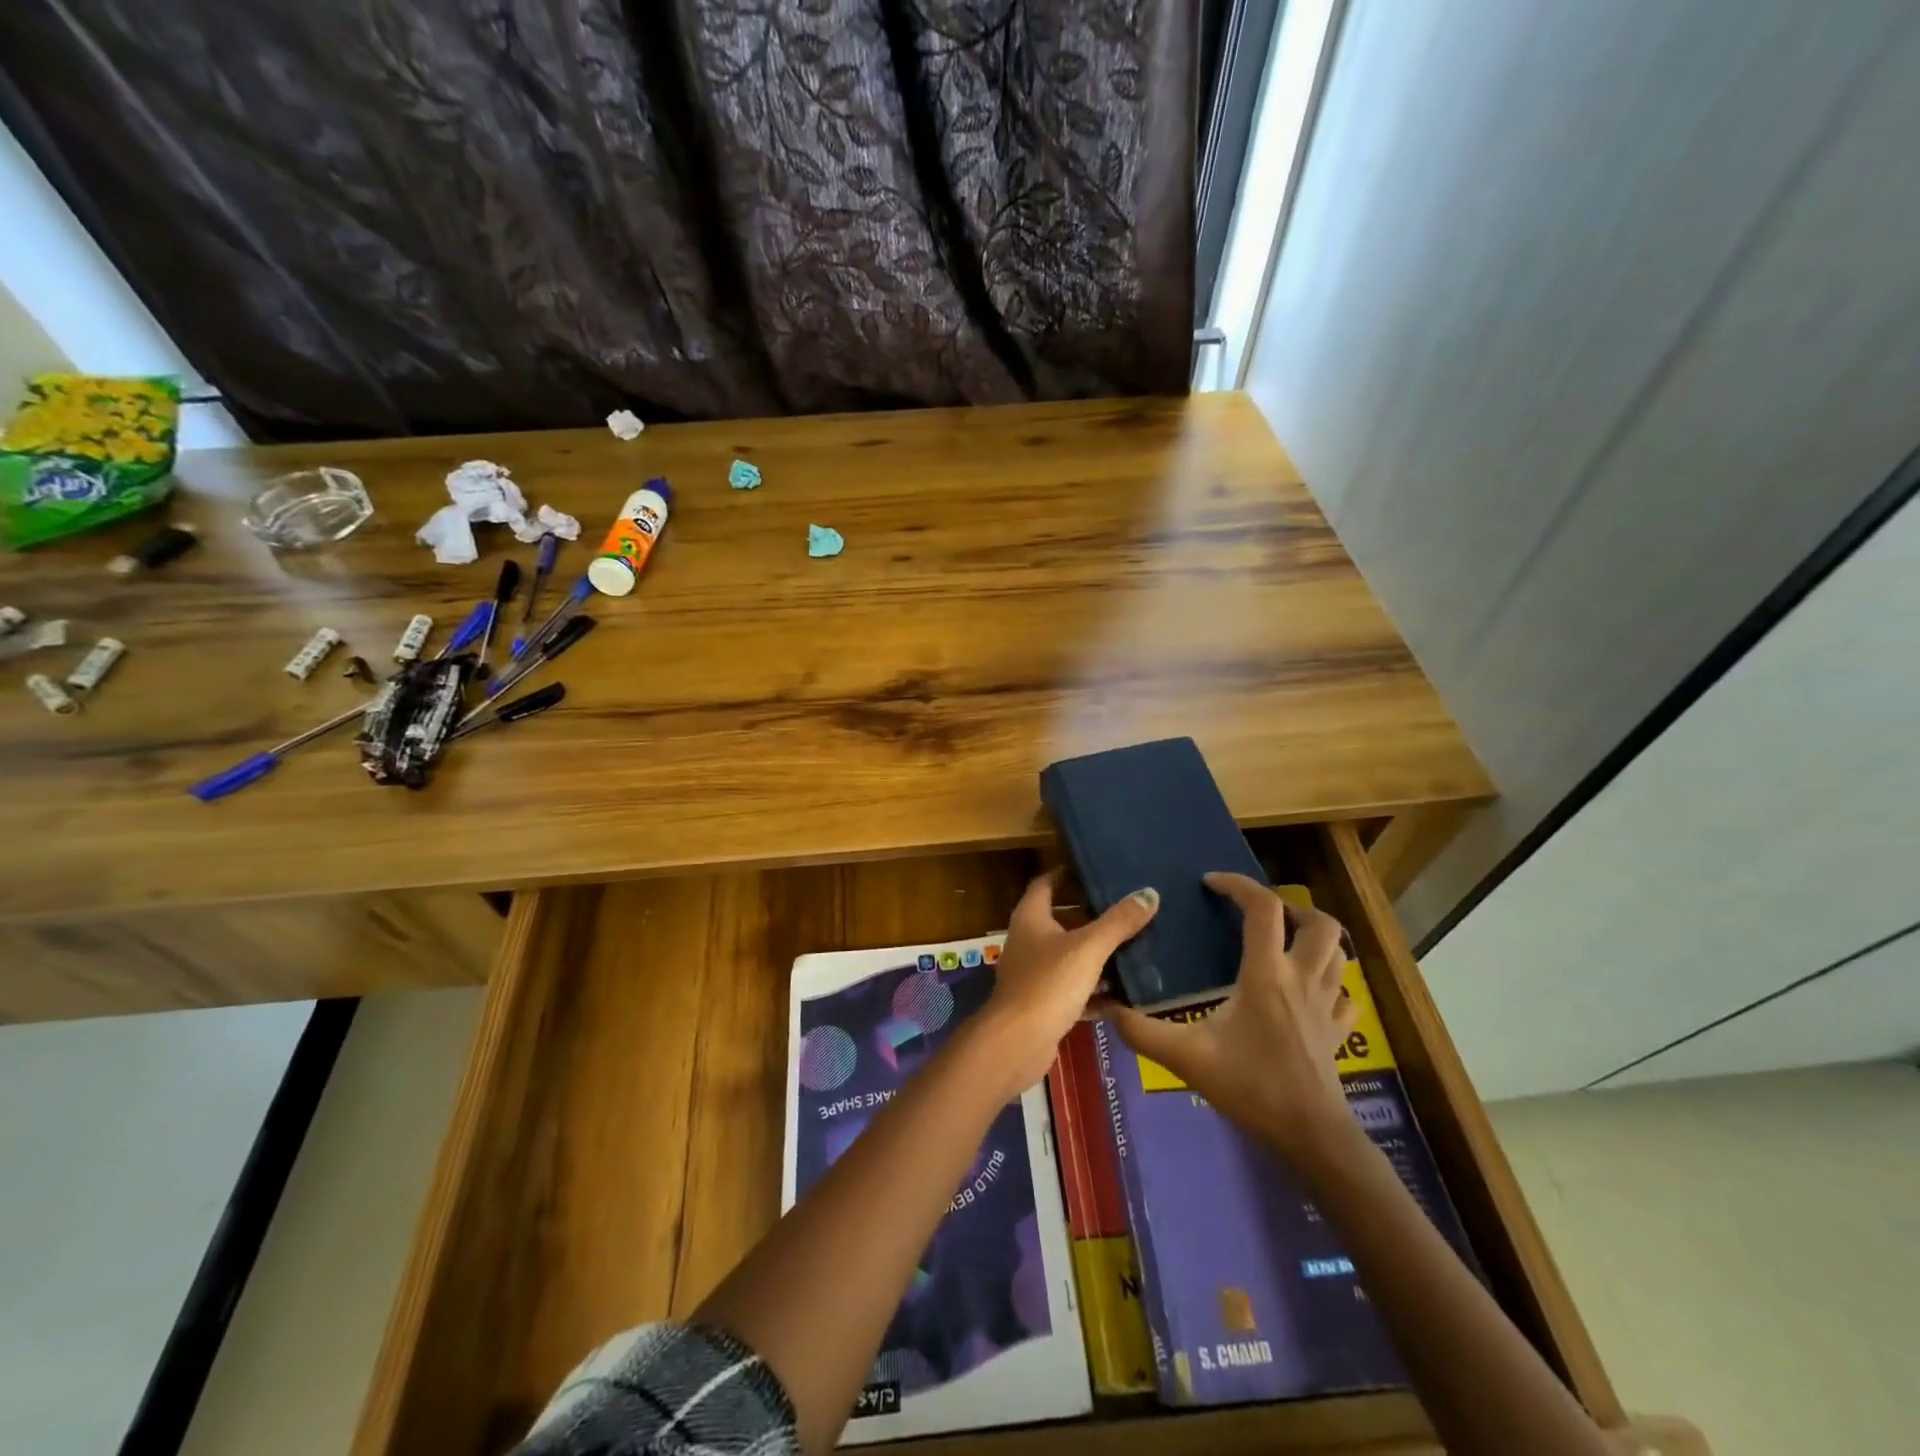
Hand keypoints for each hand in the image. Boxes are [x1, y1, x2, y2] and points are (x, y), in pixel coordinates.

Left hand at [971, 873, 1159, 1097]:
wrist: (1016, 1043)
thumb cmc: (1048, 984)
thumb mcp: (1089, 948)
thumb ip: (1119, 922)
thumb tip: (1149, 893)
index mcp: (1031, 917)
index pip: (1046, 883)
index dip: (1067, 873)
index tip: (1096, 869)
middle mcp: (1028, 940)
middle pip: (1061, 919)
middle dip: (1092, 915)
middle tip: (1128, 908)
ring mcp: (1034, 973)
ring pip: (1070, 956)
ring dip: (1096, 954)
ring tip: (1135, 947)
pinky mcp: (1043, 1003)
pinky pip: (1074, 989)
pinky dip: (1095, 990)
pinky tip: (1125, 993)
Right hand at [1100, 872, 1356, 1163]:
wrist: (1309, 1135)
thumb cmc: (1249, 1087)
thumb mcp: (1186, 1056)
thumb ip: (1141, 1030)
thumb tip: (1105, 1007)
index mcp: (1266, 973)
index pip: (1263, 908)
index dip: (1238, 885)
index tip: (1211, 883)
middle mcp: (1303, 978)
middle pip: (1319, 922)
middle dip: (1292, 908)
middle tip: (1260, 916)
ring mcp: (1327, 1004)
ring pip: (1338, 952)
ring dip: (1314, 938)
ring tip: (1284, 942)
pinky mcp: (1339, 1030)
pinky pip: (1344, 992)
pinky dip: (1330, 980)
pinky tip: (1309, 989)